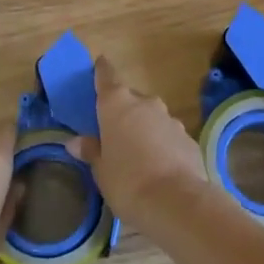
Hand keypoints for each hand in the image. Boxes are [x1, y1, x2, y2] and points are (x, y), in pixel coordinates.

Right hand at [73, 55, 212, 226]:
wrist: (176, 201)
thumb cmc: (127, 181)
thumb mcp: (101, 170)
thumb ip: (91, 151)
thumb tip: (75, 142)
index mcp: (116, 104)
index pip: (107, 77)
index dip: (102, 70)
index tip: (101, 62)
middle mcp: (144, 103)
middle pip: (130, 100)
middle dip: (123, 112)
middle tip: (114, 133)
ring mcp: (169, 118)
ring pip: (151, 117)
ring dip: (144, 129)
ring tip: (137, 155)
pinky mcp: (188, 137)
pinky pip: (168, 135)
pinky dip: (162, 144)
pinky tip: (159, 167)